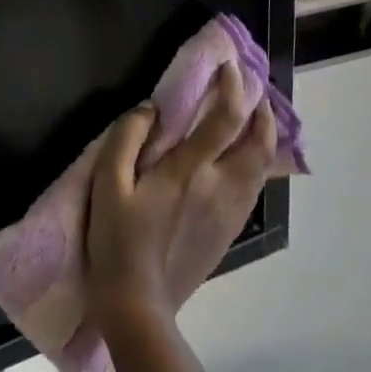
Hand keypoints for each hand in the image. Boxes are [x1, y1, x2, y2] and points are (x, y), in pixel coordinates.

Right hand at [86, 63, 277, 331]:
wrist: (139, 306)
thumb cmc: (116, 242)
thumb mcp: (107, 185)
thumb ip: (126, 139)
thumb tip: (149, 109)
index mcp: (189, 172)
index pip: (224, 118)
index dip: (231, 86)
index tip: (228, 65)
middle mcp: (220, 188)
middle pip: (259, 142)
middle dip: (261, 110)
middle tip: (252, 89)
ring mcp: (230, 212)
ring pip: (262, 165)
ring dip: (263, 135)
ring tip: (253, 117)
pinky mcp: (230, 232)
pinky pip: (254, 187)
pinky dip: (257, 162)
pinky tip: (244, 159)